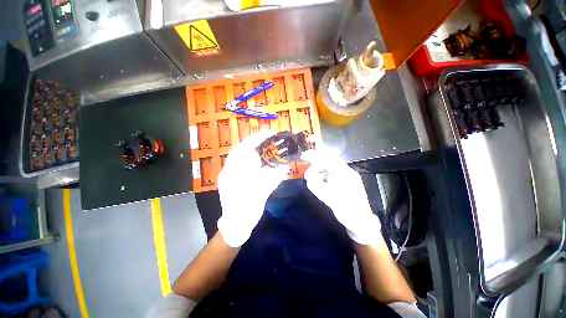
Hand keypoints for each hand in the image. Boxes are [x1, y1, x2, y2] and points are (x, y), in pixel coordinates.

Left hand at [217, 130, 289, 246]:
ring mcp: (232, 174)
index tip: (269, 133)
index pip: (243, 149)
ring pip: (244, 157)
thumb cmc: (246, 211)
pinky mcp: (236, 178)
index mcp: (233, 173)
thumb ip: (273, 179)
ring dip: (256, 150)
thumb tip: (286, 168)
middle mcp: (230, 170)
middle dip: (257, 142)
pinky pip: (246, 165)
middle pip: (243, 150)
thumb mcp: (261, 194)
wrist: (236, 226)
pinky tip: (265, 160)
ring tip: (269, 145)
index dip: (256, 139)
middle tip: (271, 136)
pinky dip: (256, 161)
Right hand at [302, 146, 380, 244]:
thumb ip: (318, 188)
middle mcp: (345, 172)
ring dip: (317, 173)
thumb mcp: (331, 200)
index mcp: (345, 173)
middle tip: (306, 176)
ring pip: (327, 169)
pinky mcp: (341, 183)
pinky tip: (317, 184)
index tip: (304, 156)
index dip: (316, 155)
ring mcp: (343, 177)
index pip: (330, 157)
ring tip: (310, 181)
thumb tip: (308, 181)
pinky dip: (320, 178)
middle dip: (315, 166)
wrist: (361, 223)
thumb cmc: (349, 211)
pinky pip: (328, 176)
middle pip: (327, 162)